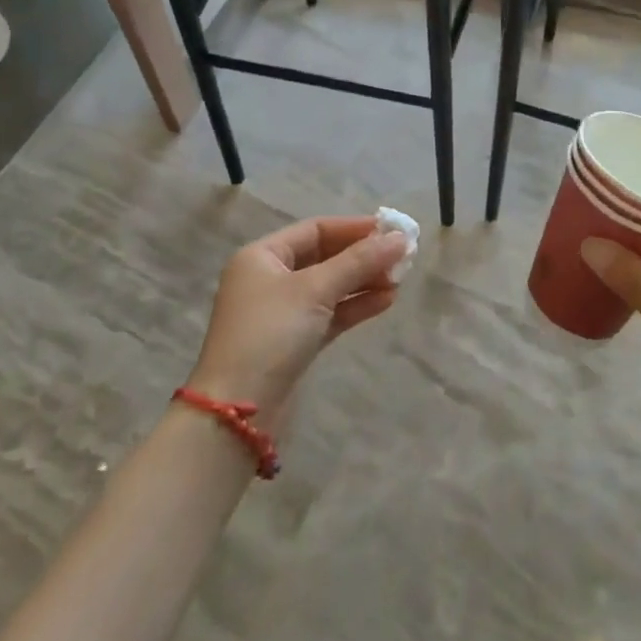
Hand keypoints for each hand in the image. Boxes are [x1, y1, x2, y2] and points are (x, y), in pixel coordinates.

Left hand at [186, 216, 408, 420]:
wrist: (238, 412)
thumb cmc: (270, 334)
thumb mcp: (315, 290)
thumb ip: (359, 261)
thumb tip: (400, 238)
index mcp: (262, 256)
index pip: (315, 229)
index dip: (355, 228)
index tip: (393, 231)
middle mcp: (269, 278)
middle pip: (325, 256)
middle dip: (363, 256)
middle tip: (402, 257)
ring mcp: (281, 312)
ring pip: (330, 286)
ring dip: (364, 281)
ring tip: (399, 281)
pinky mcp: (294, 341)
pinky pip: (330, 313)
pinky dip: (355, 305)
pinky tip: (385, 301)